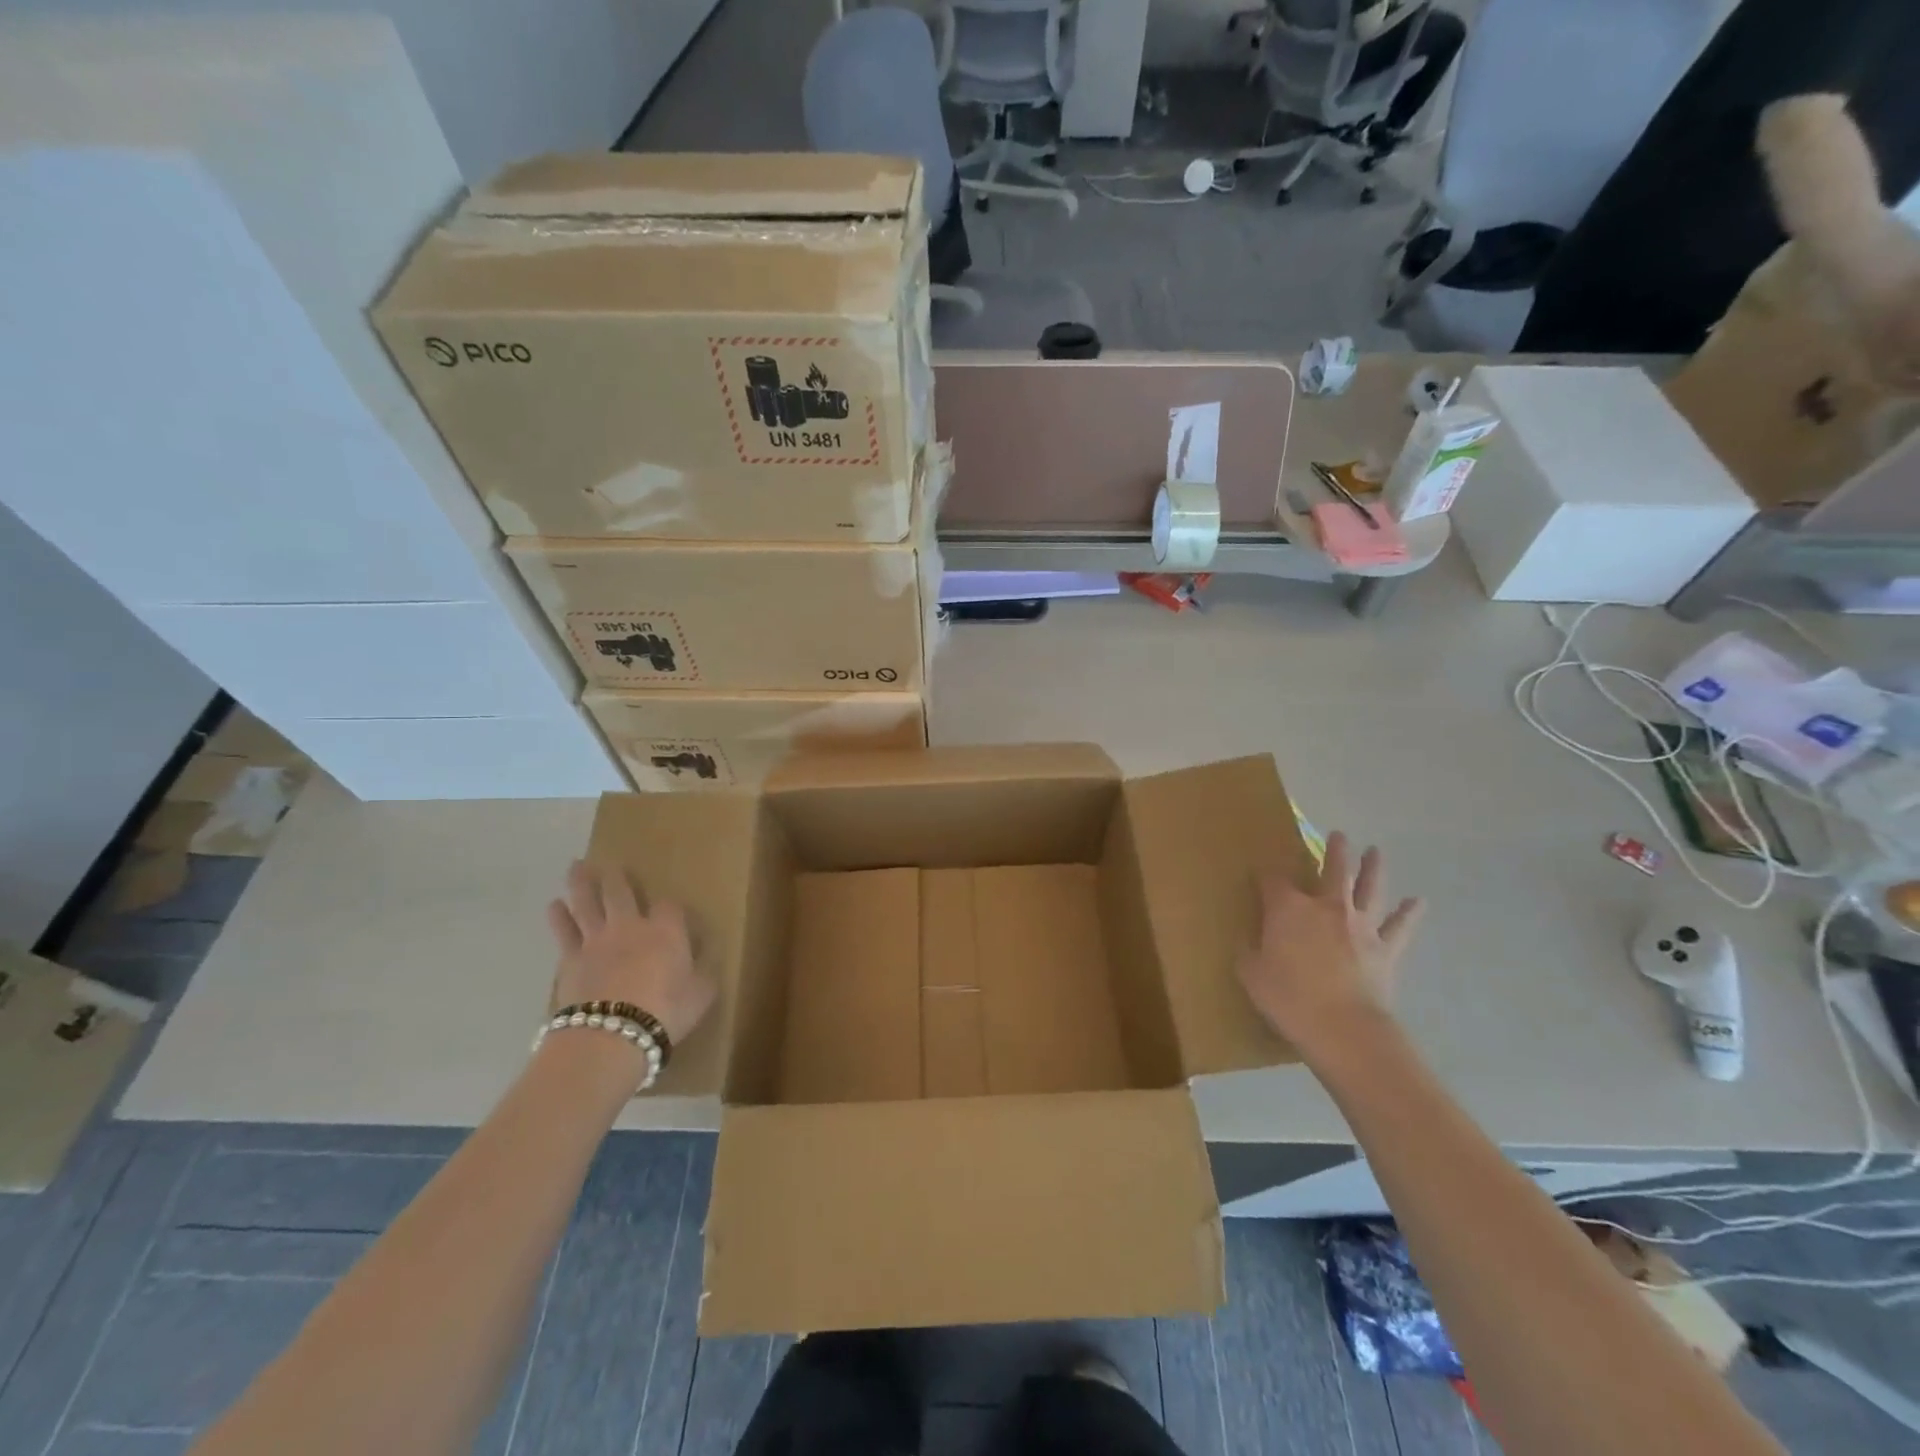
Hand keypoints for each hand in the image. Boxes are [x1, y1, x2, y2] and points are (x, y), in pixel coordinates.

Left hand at [546, 860, 715, 1047]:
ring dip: (582, 884)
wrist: (610, 1035)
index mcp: (666, 931)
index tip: (672, 912)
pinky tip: (555, 906)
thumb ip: (704, 971)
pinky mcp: (571, 960)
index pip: (669, 907)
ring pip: (587, 904)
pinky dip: (559, 917)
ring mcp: (597, 941)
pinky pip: (564, 932)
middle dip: (616, 877)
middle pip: (621, 893)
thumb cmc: (666, 1013)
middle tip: (609, 863)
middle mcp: (631, 926)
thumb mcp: (702, 993)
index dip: (670, 907)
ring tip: (576, 867)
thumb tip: (707, 957)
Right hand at [1238, 832, 1423, 1058]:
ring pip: (1369, 888)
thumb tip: (1248, 943)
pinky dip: (1409, 913)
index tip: (1261, 875)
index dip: (1266, 875)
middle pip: (1332, 870)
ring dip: (1373, 868)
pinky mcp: (1385, 949)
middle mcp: (1326, 907)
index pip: (1273, 880)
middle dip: (1334, 851)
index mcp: (1288, 909)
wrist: (1344, 1028)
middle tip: (1339, 836)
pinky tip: (1418, 901)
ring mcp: (1360, 926)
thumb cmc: (1289, 998)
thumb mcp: (1251, 974)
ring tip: (1375, 851)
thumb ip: (1249, 953)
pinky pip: (1400, 926)